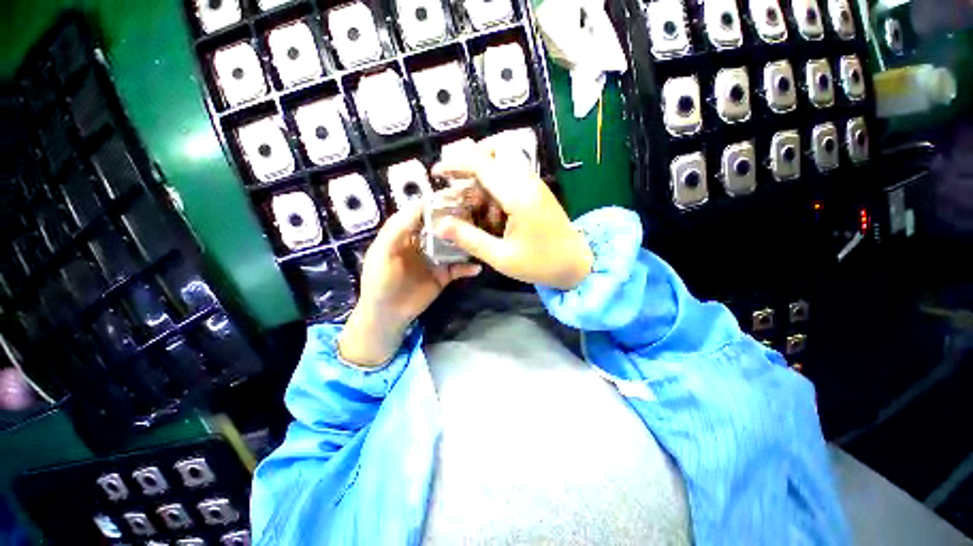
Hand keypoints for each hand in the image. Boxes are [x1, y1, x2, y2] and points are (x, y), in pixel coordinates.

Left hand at [338, 202, 481, 366]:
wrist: (387, 314)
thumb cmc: (379, 280)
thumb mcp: (383, 251)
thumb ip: (398, 228)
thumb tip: (421, 205)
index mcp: (406, 233)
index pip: (423, 212)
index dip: (436, 203)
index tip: (455, 194)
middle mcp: (424, 242)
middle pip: (442, 226)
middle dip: (456, 219)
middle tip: (476, 211)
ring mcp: (436, 259)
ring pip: (454, 246)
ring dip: (465, 242)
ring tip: (480, 235)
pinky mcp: (444, 276)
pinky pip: (458, 269)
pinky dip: (468, 268)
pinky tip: (477, 267)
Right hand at [430, 138, 592, 289]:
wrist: (576, 264)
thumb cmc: (540, 263)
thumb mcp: (500, 257)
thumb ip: (469, 238)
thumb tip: (439, 224)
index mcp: (518, 195)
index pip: (482, 163)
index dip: (455, 163)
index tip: (437, 172)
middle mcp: (527, 181)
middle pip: (498, 149)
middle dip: (473, 161)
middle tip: (459, 184)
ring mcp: (534, 184)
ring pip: (505, 161)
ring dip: (484, 175)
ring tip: (474, 204)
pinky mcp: (537, 191)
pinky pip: (512, 176)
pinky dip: (496, 185)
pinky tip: (491, 212)